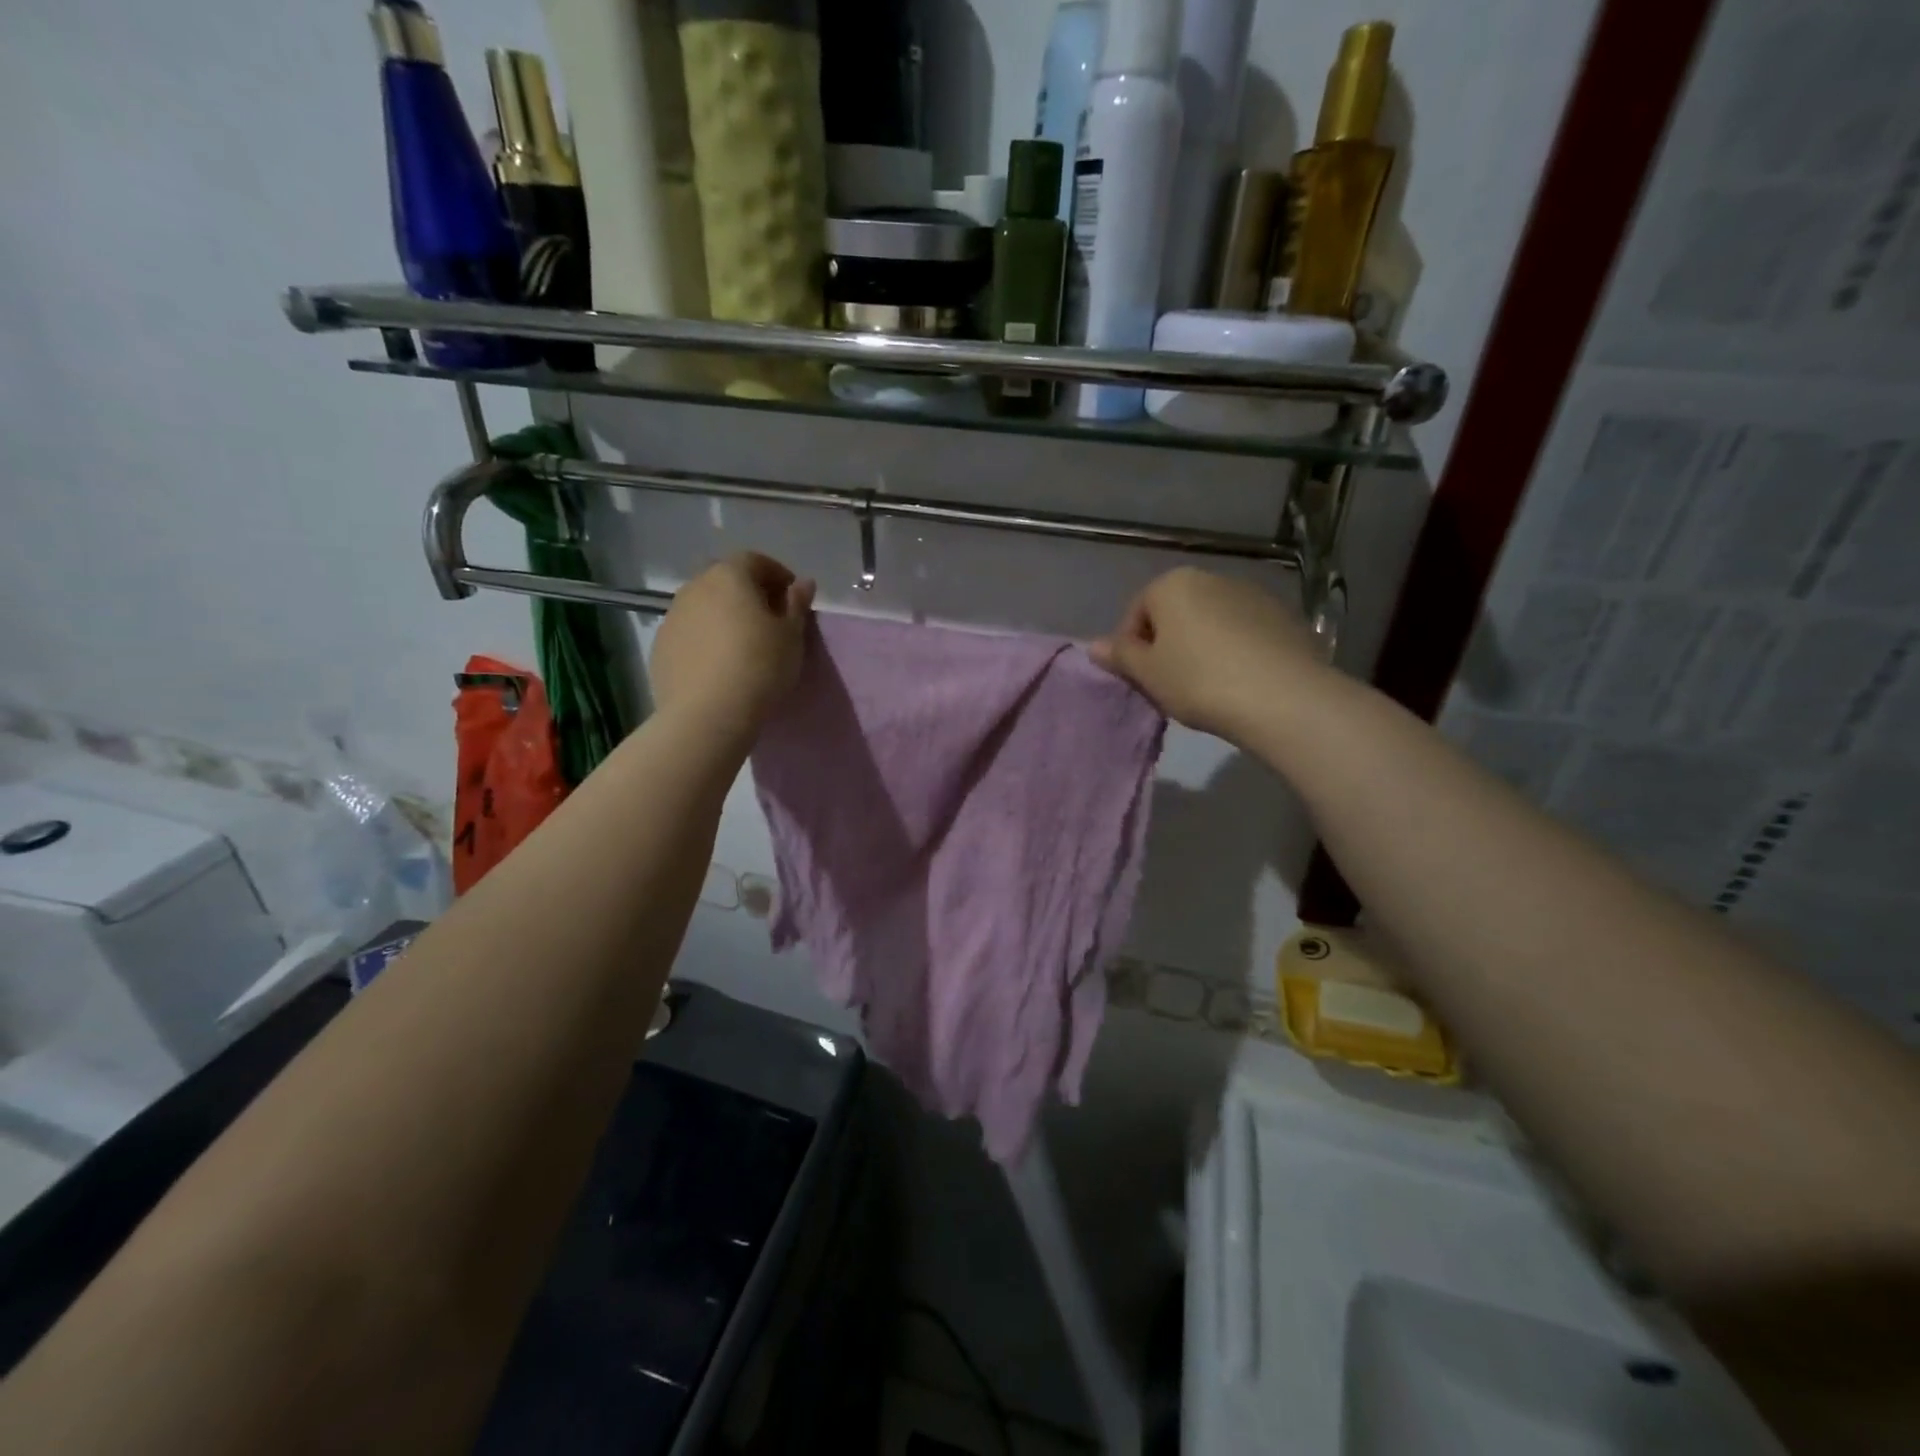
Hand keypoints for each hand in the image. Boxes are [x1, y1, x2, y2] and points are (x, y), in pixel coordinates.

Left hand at [651, 553, 815, 738]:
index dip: (778, 575)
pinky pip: (690, 634)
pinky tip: (719, 666)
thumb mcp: (792, 636)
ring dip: (724, 617)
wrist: (707, 714)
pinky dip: (705, 640)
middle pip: (726, 580)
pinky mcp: (660, 647)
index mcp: (729, 576)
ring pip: (704, 607)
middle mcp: (695, 587)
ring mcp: (672, 617)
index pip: (756, 560)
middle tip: (769, 621)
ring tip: (743, 646)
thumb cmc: (760, 667)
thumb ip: (797, 605)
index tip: (793, 598)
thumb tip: (802, 583)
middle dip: (749, 594)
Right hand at [1089, 568, 1326, 742]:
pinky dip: (1236, 650)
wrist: (1282, 697)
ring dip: (1202, 646)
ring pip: (1212, 621)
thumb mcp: (1148, 674)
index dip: (1131, 648)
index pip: (1137, 612)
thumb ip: (1120, 655)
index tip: (1140, 679)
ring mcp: (1253, 594)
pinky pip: (1245, 633)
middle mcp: (1212, 578)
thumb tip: (1092, 645)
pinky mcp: (1284, 617)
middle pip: (1176, 613)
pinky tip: (1240, 682)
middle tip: (1169, 684)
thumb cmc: (1198, 681)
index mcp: (1172, 584)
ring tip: (1207, 686)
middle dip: (1168, 644)